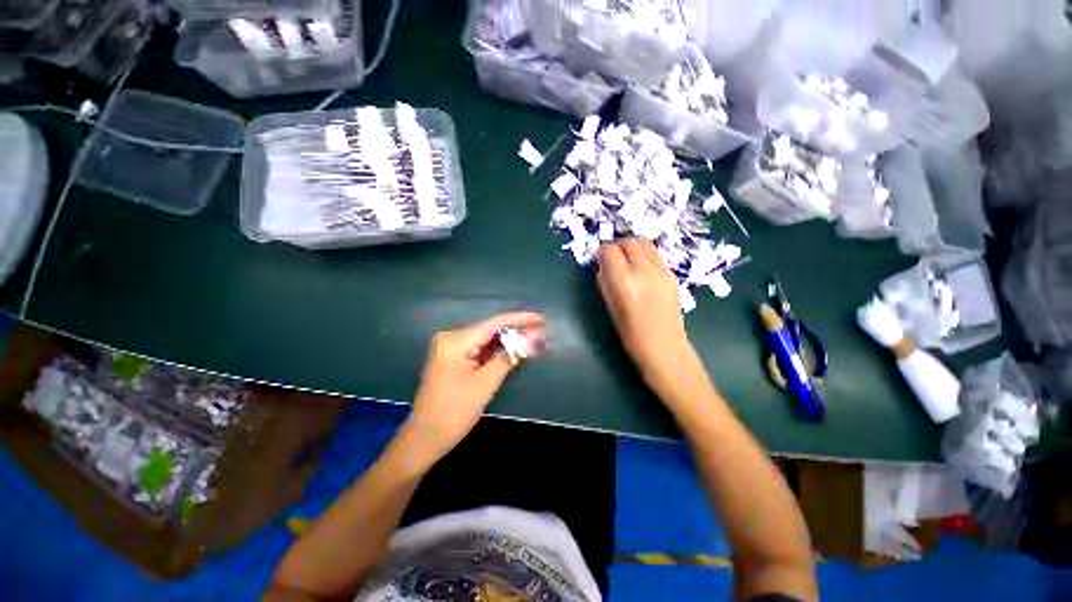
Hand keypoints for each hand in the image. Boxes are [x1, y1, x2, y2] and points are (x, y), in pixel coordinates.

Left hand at [408, 312, 544, 457]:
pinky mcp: (452, 358)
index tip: (539, 318)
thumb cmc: (454, 412)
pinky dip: (496, 350)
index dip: (518, 320)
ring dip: (508, 340)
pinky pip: (478, 349)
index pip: (493, 324)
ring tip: (532, 337)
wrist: (425, 438)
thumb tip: (530, 340)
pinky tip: (514, 348)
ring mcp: (450, 348)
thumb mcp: (485, 384)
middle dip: (515, 331)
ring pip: (485, 339)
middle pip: (489, 330)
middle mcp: (450, 338)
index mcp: (455, 342)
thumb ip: (508, 357)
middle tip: (540, 330)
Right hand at [596, 240, 693, 390]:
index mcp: (624, 282)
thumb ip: (606, 281)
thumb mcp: (610, 305)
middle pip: (630, 242)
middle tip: (610, 256)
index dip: (601, 252)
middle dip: (617, 245)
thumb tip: (603, 265)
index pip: (610, 251)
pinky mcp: (671, 275)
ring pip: (645, 245)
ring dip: (631, 247)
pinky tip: (640, 270)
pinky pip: (655, 256)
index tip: (597, 259)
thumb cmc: (630, 333)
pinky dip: (643, 256)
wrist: (664, 347)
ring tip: (625, 259)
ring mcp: (661, 271)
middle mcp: (644, 271)